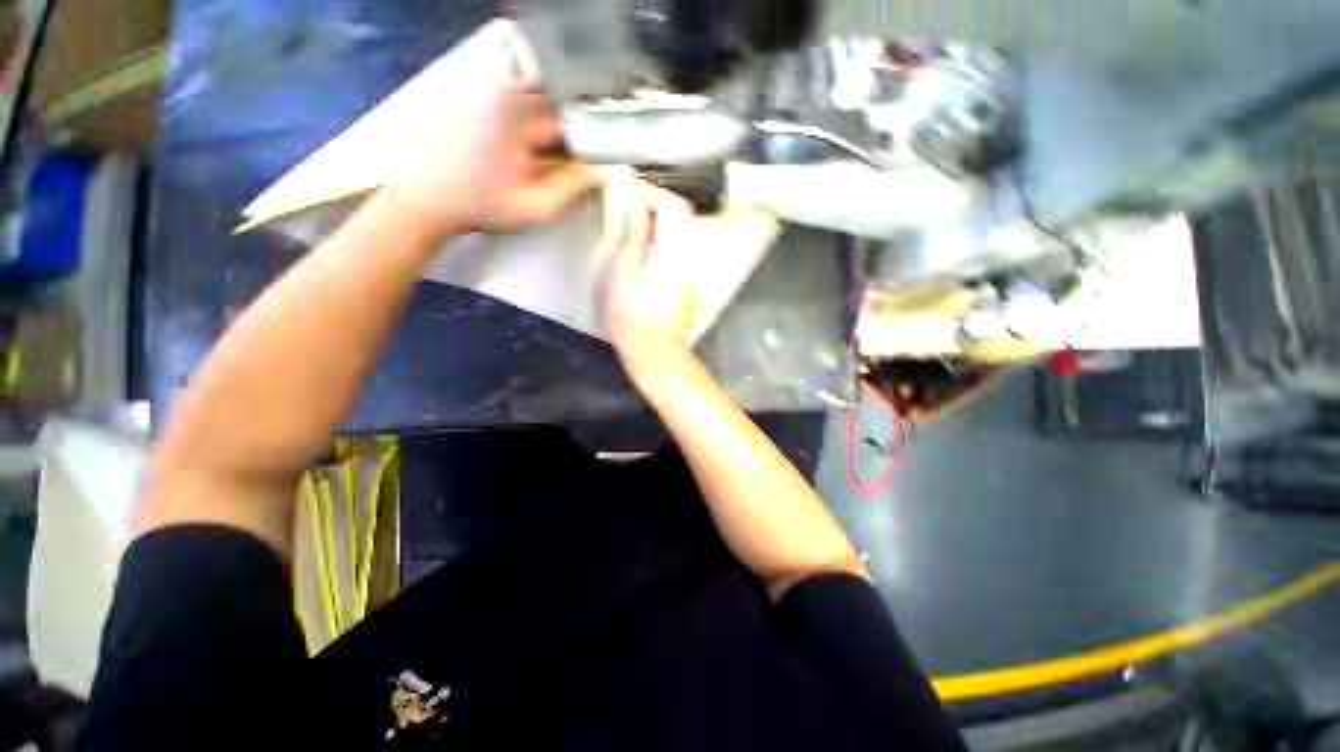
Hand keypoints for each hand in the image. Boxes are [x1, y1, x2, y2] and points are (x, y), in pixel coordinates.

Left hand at [386, 23, 598, 239]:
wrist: (422, 197)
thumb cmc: (480, 206)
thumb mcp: (535, 207)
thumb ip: (574, 187)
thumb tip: (605, 170)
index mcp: (518, 111)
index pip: (574, 117)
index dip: (588, 142)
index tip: (590, 166)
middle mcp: (502, 84)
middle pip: (555, 102)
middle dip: (567, 132)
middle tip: (562, 164)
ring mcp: (483, 82)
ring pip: (536, 97)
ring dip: (546, 125)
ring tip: (540, 156)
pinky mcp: (469, 86)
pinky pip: (513, 95)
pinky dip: (526, 117)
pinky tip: (518, 144)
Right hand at [604, 178, 701, 382]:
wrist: (658, 354)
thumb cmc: (632, 323)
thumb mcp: (623, 279)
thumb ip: (631, 235)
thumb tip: (632, 197)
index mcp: (674, 256)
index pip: (674, 206)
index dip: (651, 192)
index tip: (629, 193)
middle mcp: (693, 257)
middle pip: (684, 212)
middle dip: (658, 201)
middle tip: (631, 208)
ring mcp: (697, 267)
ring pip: (687, 225)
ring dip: (663, 217)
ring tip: (637, 225)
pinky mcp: (695, 274)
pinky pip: (686, 241)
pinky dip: (668, 233)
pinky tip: (650, 245)